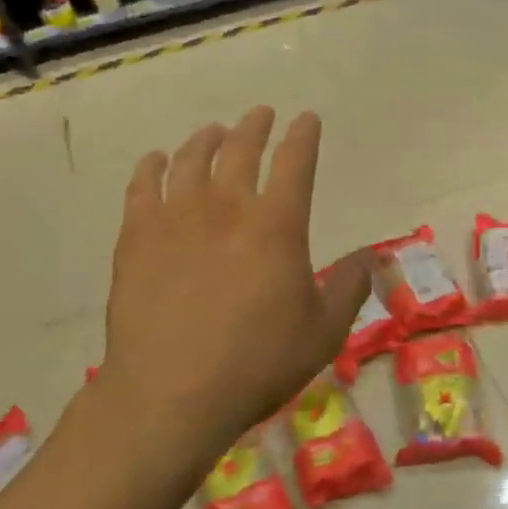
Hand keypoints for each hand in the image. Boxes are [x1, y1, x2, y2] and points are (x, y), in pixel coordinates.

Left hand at [95, 107, 371, 460]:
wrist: (172, 394)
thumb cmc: (257, 364)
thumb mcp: (324, 333)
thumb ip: (349, 288)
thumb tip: (370, 257)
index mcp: (277, 224)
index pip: (295, 162)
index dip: (303, 136)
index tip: (306, 119)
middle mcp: (227, 206)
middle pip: (241, 149)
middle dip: (255, 126)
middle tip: (260, 114)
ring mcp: (176, 218)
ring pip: (191, 159)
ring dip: (206, 139)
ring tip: (214, 132)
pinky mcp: (137, 237)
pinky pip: (143, 186)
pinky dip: (153, 167)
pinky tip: (157, 160)